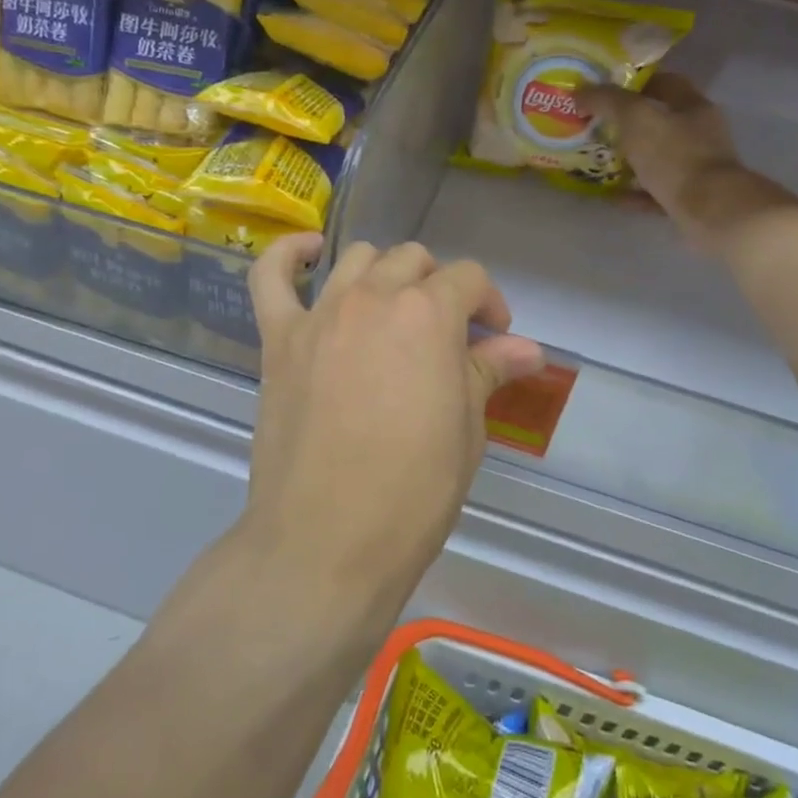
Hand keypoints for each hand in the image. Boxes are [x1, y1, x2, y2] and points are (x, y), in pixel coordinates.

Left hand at [245, 235, 545, 612]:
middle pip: (413, 260)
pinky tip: (309, 255)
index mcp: (428, 314)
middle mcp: (373, 297)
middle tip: (447, 335)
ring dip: (384, 274)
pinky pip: (270, 277)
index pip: (468, 278)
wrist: (326, 542)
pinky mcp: (278, 339)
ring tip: (392, 312)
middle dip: (439, 287)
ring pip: (357, 259)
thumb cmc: (413, 491)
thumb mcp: (466, 429)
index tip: (495, 340)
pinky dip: (288, 256)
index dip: (489, 304)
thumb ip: (488, 371)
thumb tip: (527, 349)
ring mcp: (320, 314)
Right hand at [583, 74, 797, 254]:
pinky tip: (613, 196)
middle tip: (597, 126)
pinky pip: (659, 191)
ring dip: (632, 159)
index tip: (606, 89)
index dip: (635, 82)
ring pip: (660, 157)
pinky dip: (637, 192)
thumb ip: (607, 101)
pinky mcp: (694, 199)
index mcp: (693, 106)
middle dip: (629, 123)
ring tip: (601, 161)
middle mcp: (701, 133)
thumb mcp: (635, 119)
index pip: (665, 82)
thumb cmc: (675, 156)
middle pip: (662, 121)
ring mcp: (700, 168)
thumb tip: (579, 91)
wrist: (712, 212)